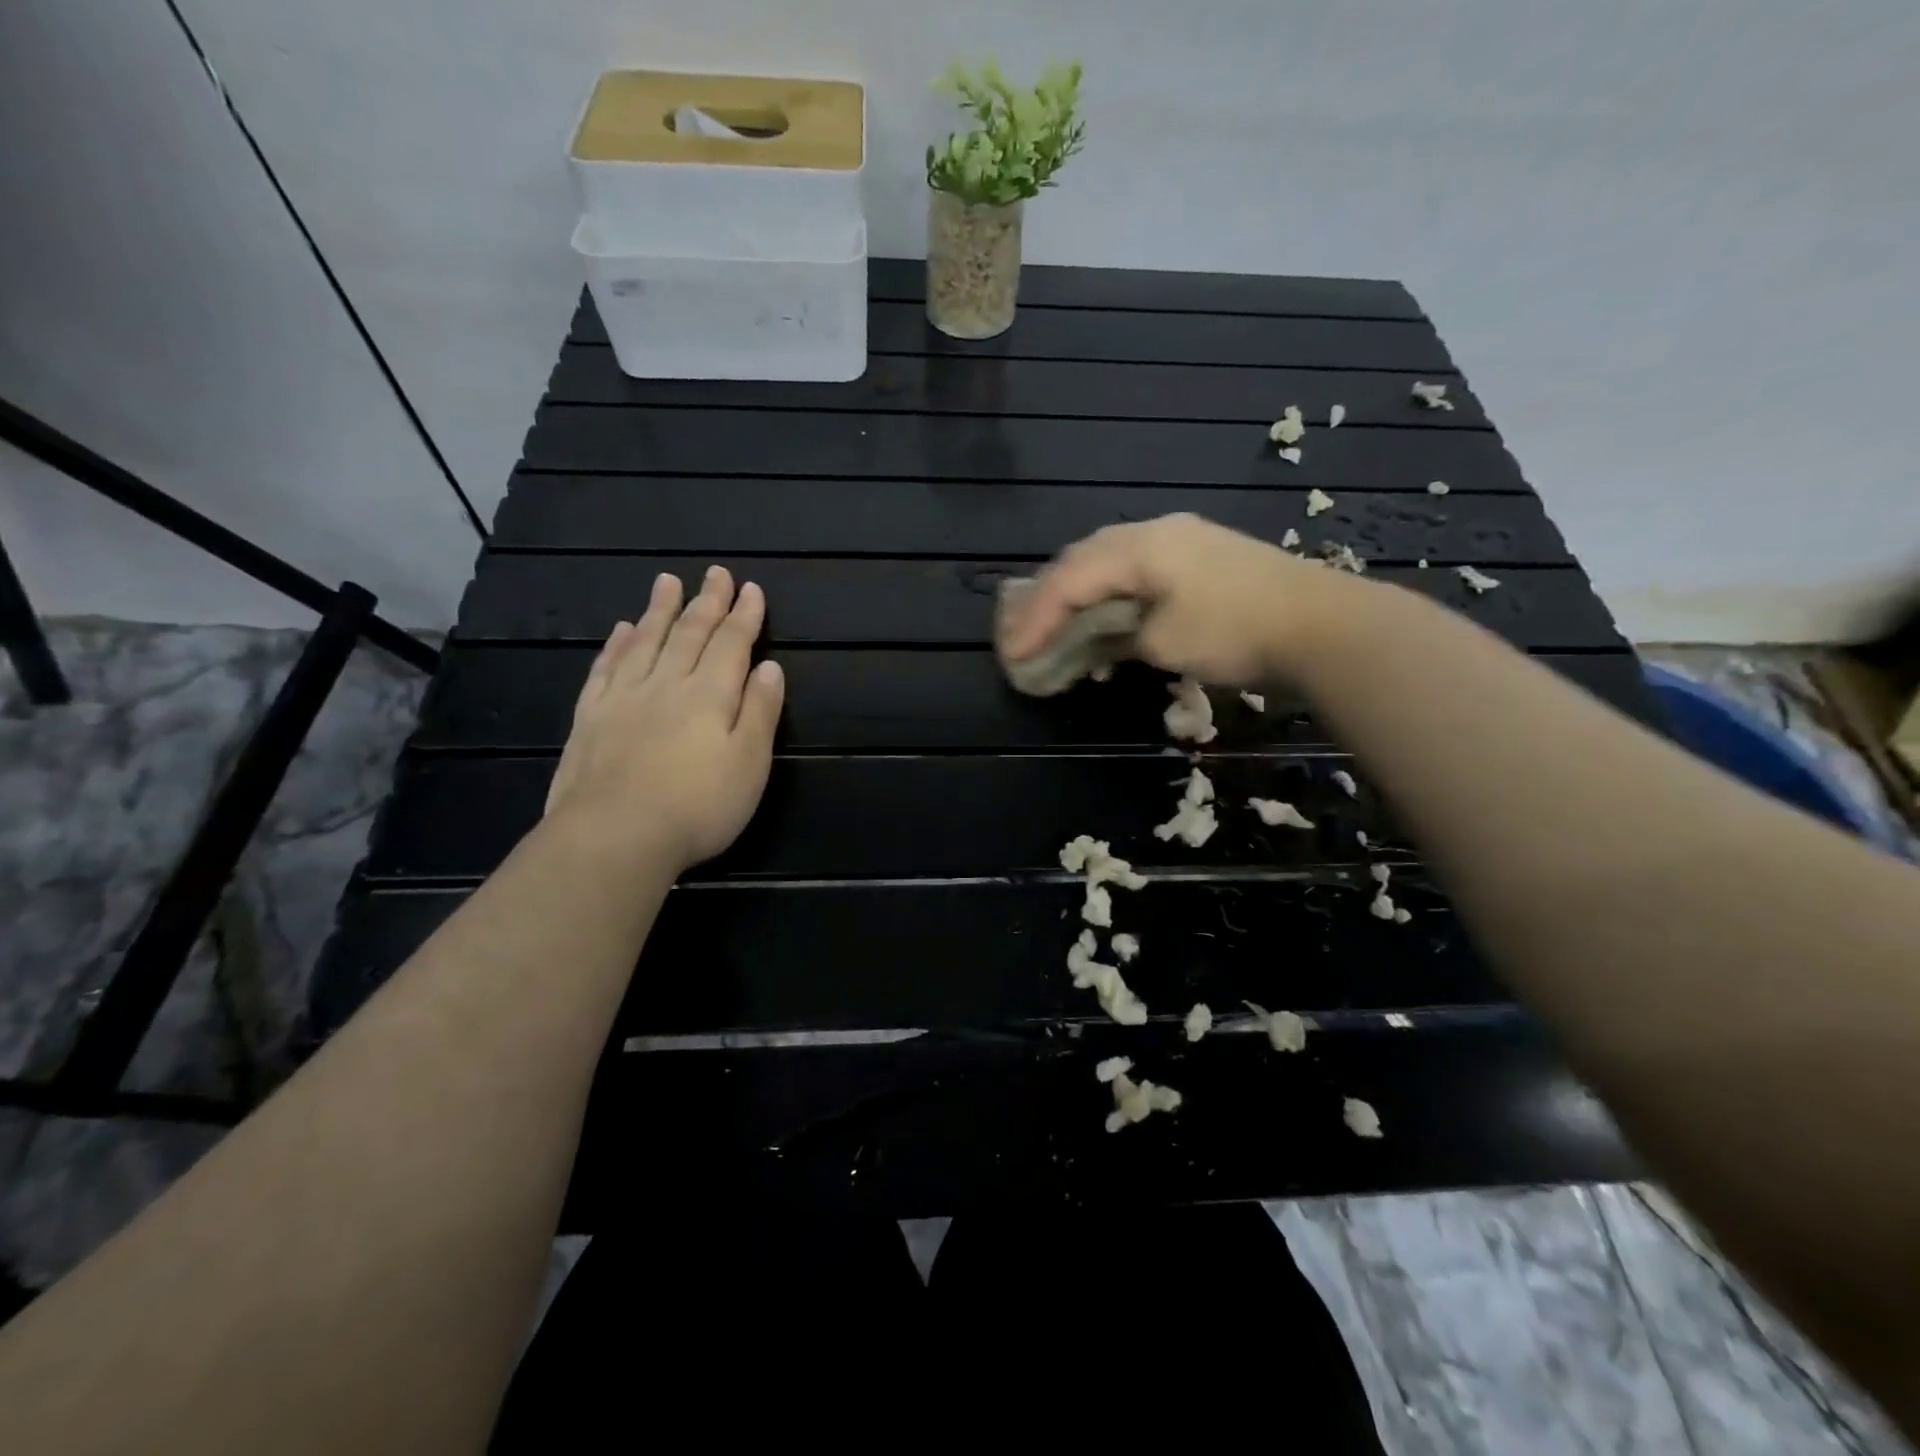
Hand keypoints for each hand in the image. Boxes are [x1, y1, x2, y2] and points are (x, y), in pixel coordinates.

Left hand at [545, 566, 783, 871]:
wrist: (614, 836)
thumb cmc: (698, 806)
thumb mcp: (749, 764)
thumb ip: (760, 712)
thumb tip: (770, 667)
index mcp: (710, 695)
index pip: (732, 644)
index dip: (744, 616)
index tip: (751, 589)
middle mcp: (667, 684)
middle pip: (690, 634)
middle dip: (707, 602)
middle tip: (716, 573)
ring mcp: (624, 697)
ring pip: (646, 641)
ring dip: (660, 610)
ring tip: (667, 581)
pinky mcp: (590, 717)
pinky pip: (606, 668)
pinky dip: (617, 644)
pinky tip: (622, 630)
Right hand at [999, 513, 1340, 684]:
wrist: (1324, 625)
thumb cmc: (1236, 631)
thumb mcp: (1165, 642)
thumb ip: (1120, 638)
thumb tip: (1102, 642)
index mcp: (1141, 545)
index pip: (1070, 579)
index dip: (1035, 617)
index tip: (1012, 654)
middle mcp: (1156, 532)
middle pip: (1083, 561)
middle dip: (1047, 599)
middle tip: (1021, 634)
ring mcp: (1183, 541)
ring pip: (1109, 564)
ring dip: (1078, 597)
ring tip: (1053, 627)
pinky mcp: (1202, 560)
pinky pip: (1138, 573)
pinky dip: (1111, 597)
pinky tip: (1107, 620)